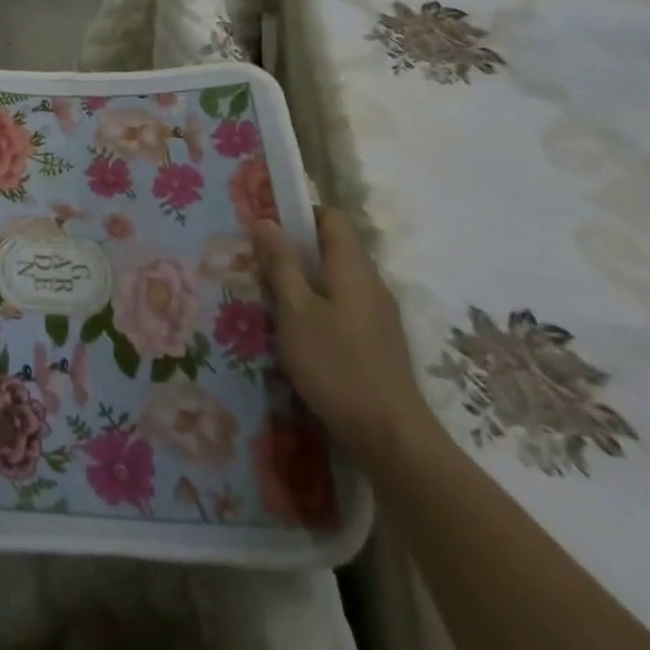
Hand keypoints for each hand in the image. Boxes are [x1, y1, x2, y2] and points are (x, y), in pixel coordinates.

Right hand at [251, 208, 433, 467]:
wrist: (391, 437)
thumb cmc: (336, 365)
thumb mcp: (295, 310)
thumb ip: (281, 264)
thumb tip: (265, 220)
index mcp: (353, 267)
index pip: (330, 217)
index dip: (298, 213)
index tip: (265, 226)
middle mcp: (371, 283)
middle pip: (333, 247)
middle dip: (295, 249)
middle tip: (257, 262)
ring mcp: (378, 314)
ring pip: (337, 279)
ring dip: (304, 279)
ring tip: (270, 296)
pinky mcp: (378, 341)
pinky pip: (344, 305)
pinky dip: (318, 305)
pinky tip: (297, 330)